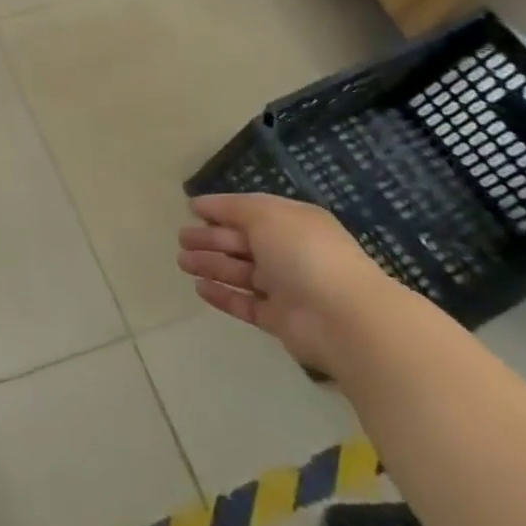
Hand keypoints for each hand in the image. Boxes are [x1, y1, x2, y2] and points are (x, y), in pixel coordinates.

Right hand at [177, 193, 400, 376]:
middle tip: (181, 239)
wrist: (344, 318)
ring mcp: (285, 288)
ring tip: (182, 262)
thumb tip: (202, 205)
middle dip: (211, 239)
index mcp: (292, 223)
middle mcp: (289, 253)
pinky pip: (245, 304)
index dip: (221, 209)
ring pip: (240, 273)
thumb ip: (233, 208)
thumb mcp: (266, 214)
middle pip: (242, 243)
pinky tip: (200, 288)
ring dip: (211, 265)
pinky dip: (223, 296)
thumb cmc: (304, 253)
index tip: (191, 209)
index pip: (251, 212)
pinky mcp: (279, 320)